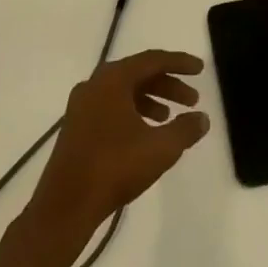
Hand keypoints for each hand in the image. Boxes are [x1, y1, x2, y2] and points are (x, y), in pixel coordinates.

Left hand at [30, 50, 209, 239]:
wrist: (64, 207)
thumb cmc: (114, 168)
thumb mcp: (160, 148)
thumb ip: (185, 129)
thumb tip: (203, 118)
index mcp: (113, 78)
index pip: (153, 59)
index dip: (179, 63)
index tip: (200, 69)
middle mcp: (95, 83)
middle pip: (138, 74)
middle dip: (168, 84)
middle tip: (192, 99)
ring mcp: (82, 105)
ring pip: (124, 91)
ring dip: (151, 99)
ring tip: (170, 117)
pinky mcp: (76, 126)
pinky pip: (111, 106)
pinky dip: (133, 112)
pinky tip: (145, 134)